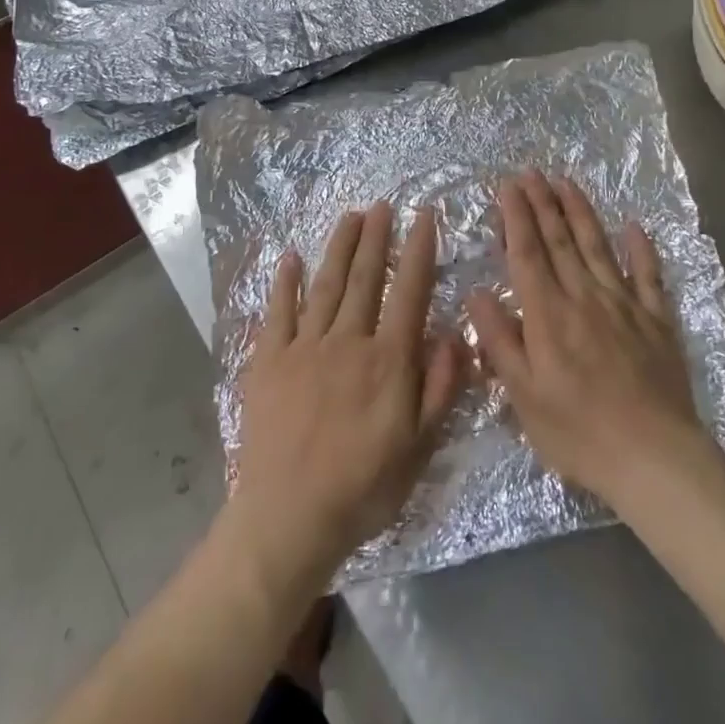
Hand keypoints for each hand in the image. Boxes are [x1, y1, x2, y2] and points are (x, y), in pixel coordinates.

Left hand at [228, 202, 463, 587]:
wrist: (289, 518)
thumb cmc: (362, 487)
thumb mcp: (419, 448)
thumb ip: (440, 389)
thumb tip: (456, 336)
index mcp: (387, 360)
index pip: (408, 291)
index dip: (418, 250)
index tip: (423, 216)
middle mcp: (348, 341)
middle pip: (365, 278)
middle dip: (376, 238)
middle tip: (382, 205)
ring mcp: (304, 347)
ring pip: (326, 285)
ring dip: (339, 247)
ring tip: (350, 217)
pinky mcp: (269, 361)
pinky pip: (278, 312)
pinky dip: (286, 282)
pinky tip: (292, 257)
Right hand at [468, 170, 710, 509]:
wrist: (655, 458)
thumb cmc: (579, 433)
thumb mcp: (523, 396)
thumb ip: (499, 340)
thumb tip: (478, 292)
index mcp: (548, 314)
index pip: (527, 253)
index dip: (516, 216)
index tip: (508, 185)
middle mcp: (584, 296)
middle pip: (559, 239)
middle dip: (543, 202)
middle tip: (532, 171)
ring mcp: (624, 304)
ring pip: (598, 246)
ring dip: (580, 211)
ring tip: (567, 182)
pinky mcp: (657, 320)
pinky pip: (649, 274)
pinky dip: (641, 248)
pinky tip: (634, 226)